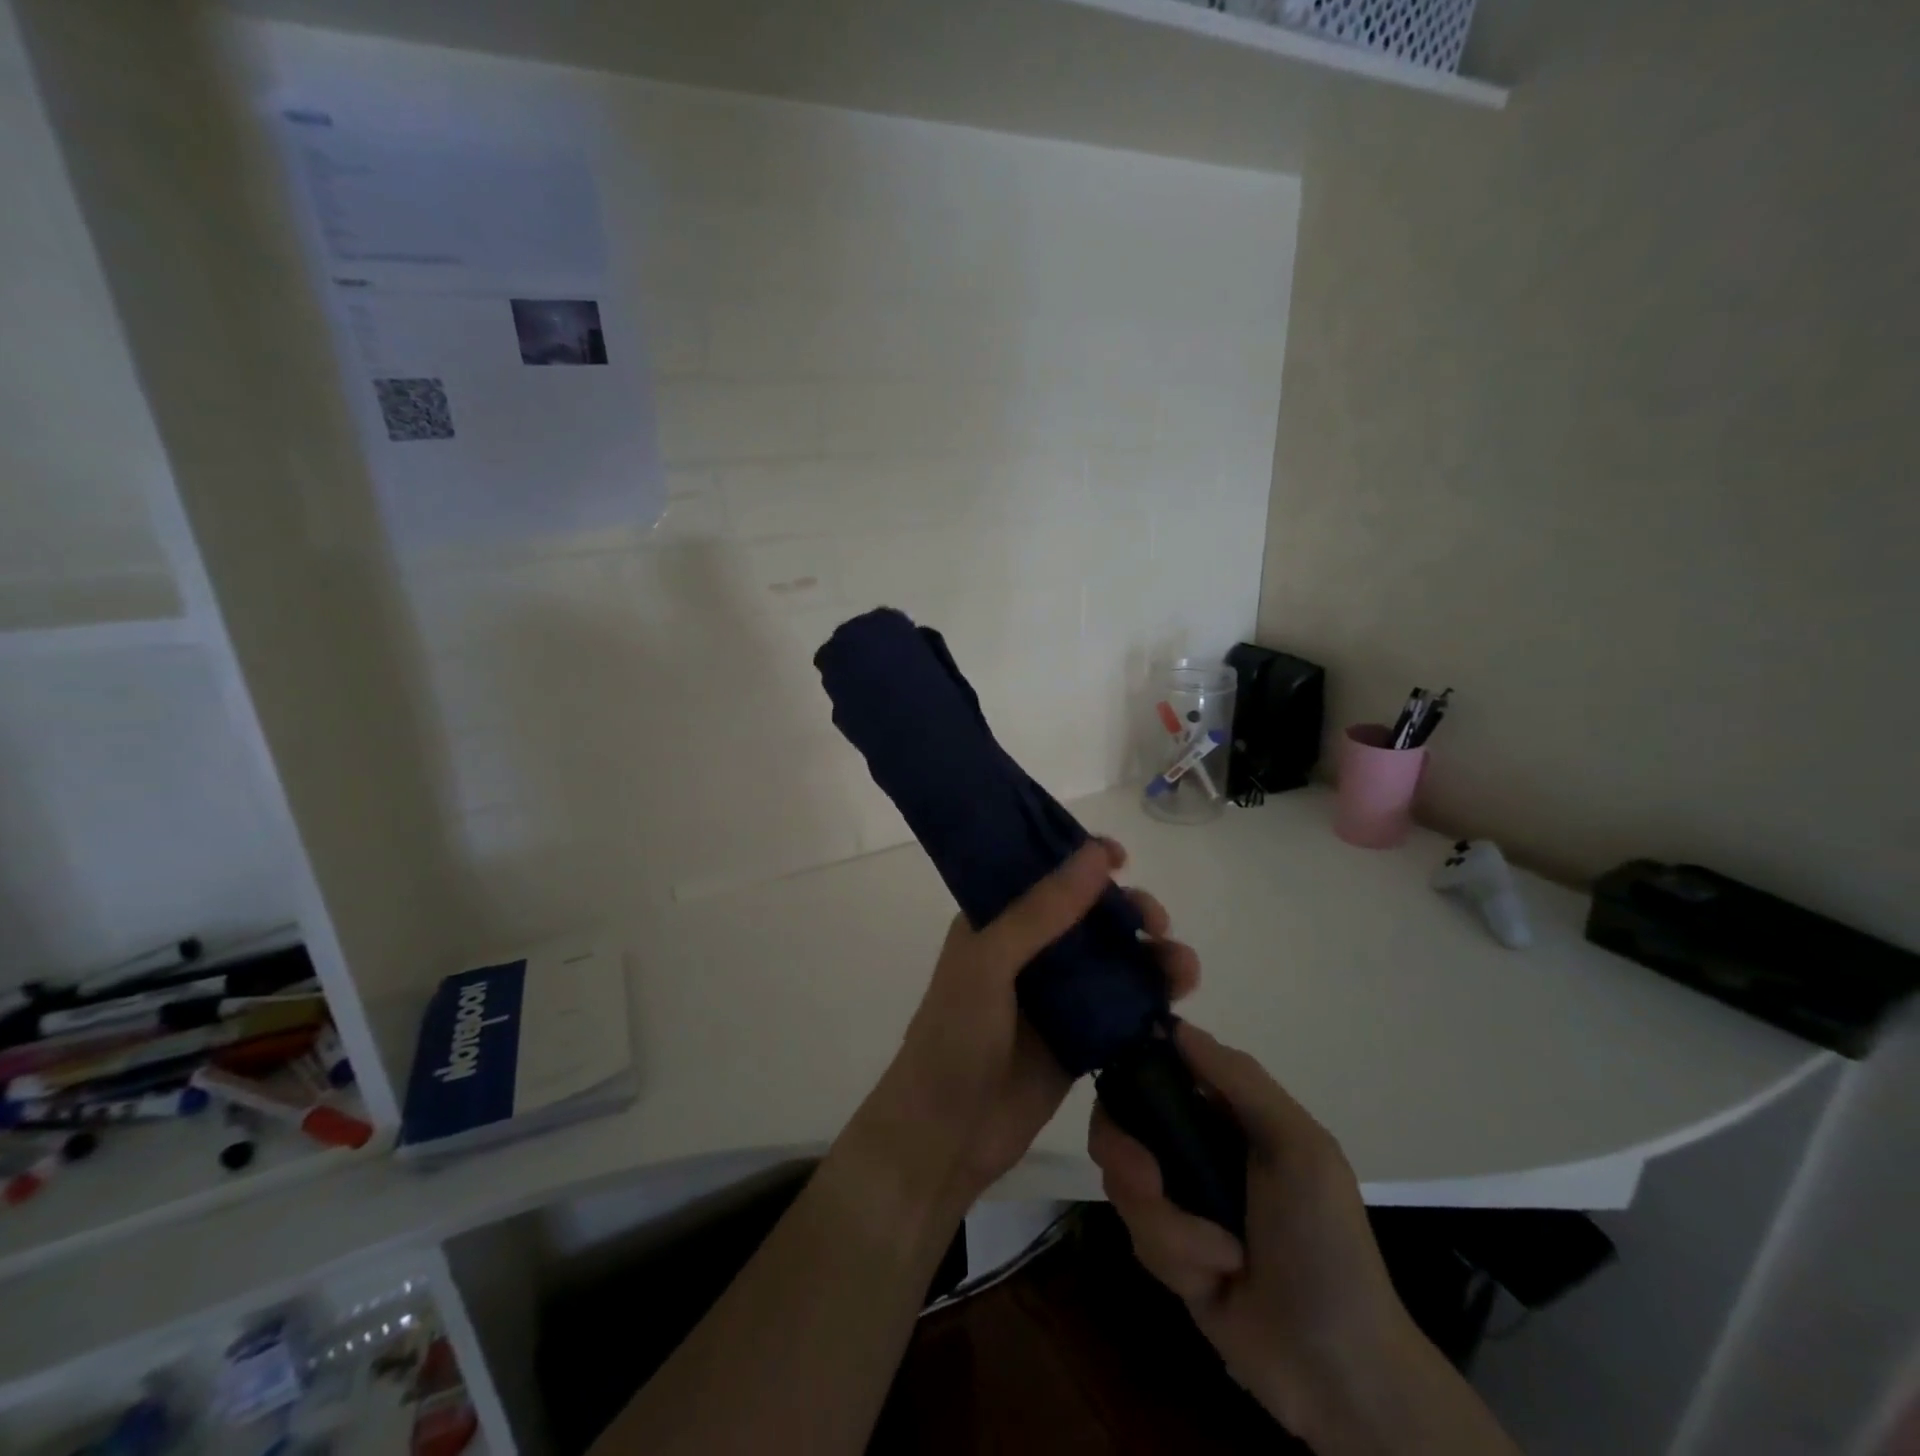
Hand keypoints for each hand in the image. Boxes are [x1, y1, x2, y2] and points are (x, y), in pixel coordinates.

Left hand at [846, 838, 1199, 1213]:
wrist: (945, 1136)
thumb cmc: (955, 1036)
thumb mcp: (990, 962)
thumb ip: (1042, 911)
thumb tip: (1097, 855)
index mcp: (997, 921)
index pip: (1044, 873)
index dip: (1082, 859)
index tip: (1120, 856)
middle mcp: (1029, 950)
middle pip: (1090, 916)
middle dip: (1129, 911)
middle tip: (1155, 924)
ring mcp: (1056, 996)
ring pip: (1114, 961)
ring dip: (1151, 957)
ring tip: (1183, 971)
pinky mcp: (1079, 1039)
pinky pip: (1122, 1009)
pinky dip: (1151, 1001)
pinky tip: (1176, 1003)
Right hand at [1089, 1024, 1428, 1443]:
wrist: (1338, 1369)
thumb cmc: (1325, 1241)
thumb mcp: (1299, 1146)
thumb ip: (1240, 1080)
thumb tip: (1173, 1024)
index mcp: (1224, 1112)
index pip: (1157, 1067)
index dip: (1129, 1069)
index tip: (1119, 1088)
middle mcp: (1192, 1145)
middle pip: (1121, 1123)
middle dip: (1128, 1155)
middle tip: (1150, 1182)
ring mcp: (1177, 1198)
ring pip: (1124, 1183)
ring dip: (1168, 1224)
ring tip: (1221, 1256)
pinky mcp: (1165, 1250)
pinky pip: (1138, 1235)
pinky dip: (1176, 1257)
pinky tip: (1217, 1280)